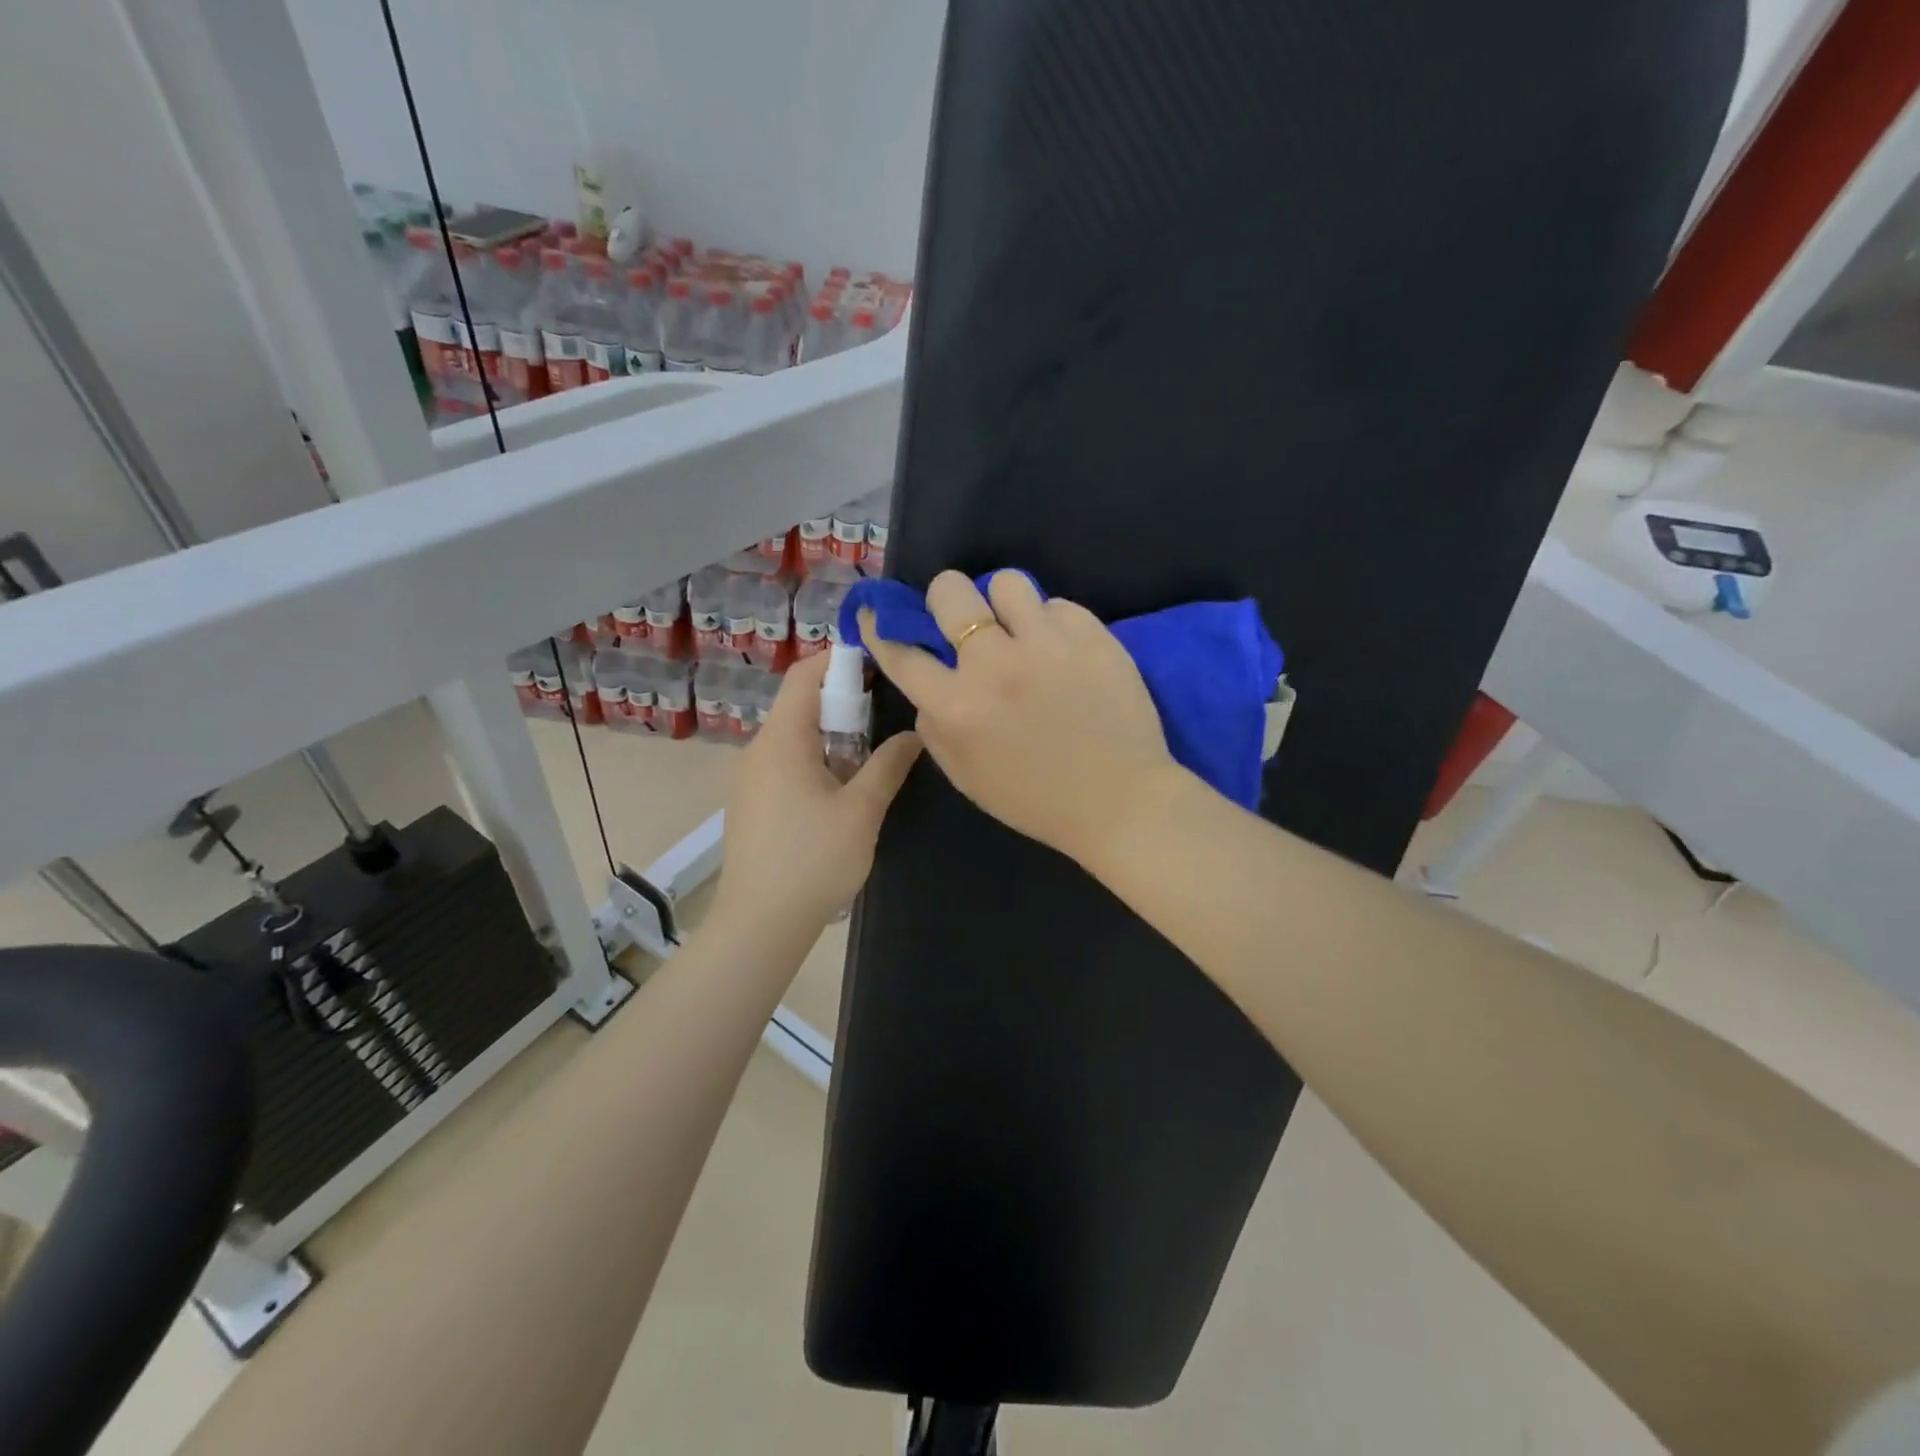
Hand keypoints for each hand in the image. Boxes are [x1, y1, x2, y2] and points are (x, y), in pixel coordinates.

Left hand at [713, 651, 921, 930]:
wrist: (760, 924)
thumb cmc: (813, 860)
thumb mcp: (862, 810)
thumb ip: (889, 764)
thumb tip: (915, 734)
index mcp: (781, 739)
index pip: (804, 674)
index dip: (840, 659)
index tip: (880, 663)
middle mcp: (759, 749)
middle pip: (800, 703)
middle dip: (844, 700)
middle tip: (888, 712)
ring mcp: (751, 778)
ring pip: (795, 736)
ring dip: (834, 733)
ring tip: (875, 750)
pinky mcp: (753, 803)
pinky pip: (787, 762)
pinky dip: (818, 758)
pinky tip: (845, 787)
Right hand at [860, 570, 1177, 861]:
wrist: (1119, 802)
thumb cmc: (1036, 799)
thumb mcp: (965, 776)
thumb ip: (934, 726)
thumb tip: (929, 684)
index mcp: (957, 706)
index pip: (900, 650)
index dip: (880, 626)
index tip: (876, 612)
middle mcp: (995, 665)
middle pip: (950, 591)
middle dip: (945, 599)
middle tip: (963, 620)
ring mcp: (1047, 644)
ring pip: (1007, 582)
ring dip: (1004, 604)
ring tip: (1020, 629)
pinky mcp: (1092, 636)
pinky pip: (1057, 605)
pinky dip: (1052, 624)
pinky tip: (1062, 652)